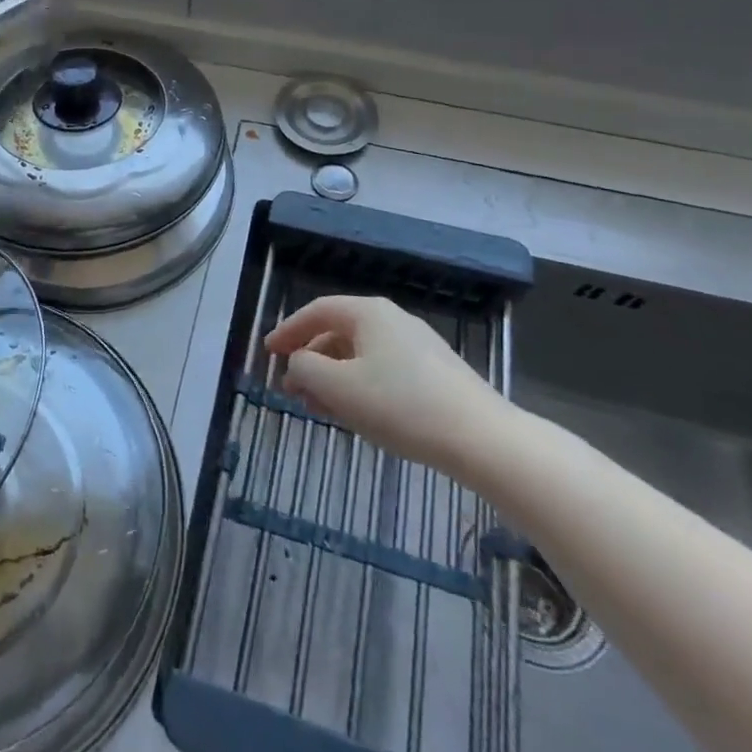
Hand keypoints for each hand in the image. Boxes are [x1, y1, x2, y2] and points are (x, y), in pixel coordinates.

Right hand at [265, 295, 517, 476]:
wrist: (483, 440)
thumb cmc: (402, 406)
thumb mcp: (339, 388)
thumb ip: (305, 369)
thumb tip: (299, 363)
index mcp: (369, 313)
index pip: (317, 311)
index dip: (288, 330)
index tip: (268, 352)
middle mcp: (393, 320)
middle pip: (339, 333)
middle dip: (311, 360)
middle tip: (291, 388)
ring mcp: (418, 346)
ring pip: (361, 355)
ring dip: (334, 377)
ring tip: (320, 408)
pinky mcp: (436, 373)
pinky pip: (384, 370)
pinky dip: (360, 386)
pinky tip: (358, 414)